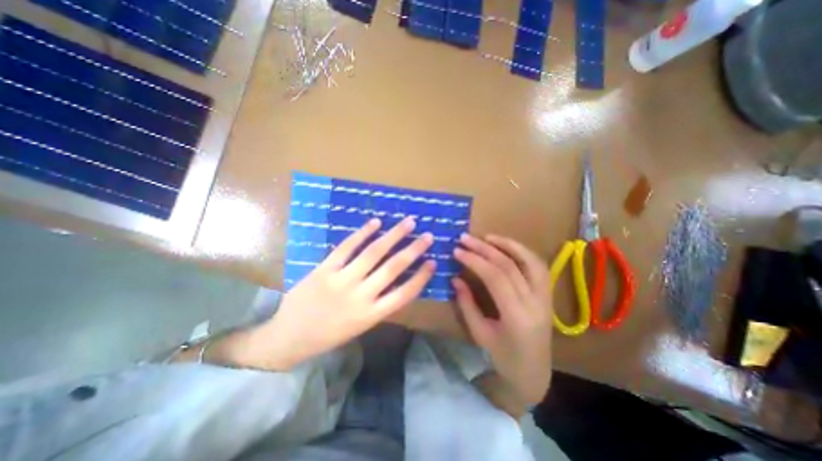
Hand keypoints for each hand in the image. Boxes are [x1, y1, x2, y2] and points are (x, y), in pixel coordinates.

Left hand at [254, 219, 434, 370]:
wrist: (288, 337)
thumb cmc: (329, 334)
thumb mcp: (360, 325)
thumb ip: (379, 304)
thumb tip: (397, 279)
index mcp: (371, 315)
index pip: (405, 293)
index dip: (421, 276)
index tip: (433, 262)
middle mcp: (360, 296)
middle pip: (393, 268)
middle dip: (413, 250)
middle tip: (428, 235)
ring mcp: (342, 280)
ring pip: (373, 253)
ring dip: (393, 236)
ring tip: (408, 223)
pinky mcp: (325, 269)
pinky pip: (347, 247)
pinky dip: (362, 233)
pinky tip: (376, 222)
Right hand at [453, 236, 554, 403]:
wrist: (533, 372)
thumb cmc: (503, 357)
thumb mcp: (479, 333)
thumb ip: (467, 303)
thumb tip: (455, 278)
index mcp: (517, 316)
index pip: (495, 277)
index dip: (475, 261)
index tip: (457, 251)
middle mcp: (535, 303)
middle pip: (509, 266)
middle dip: (484, 249)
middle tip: (465, 238)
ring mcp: (546, 297)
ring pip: (530, 261)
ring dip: (508, 244)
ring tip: (487, 237)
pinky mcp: (548, 295)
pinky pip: (538, 266)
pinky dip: (523, 252)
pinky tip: (507, 246)